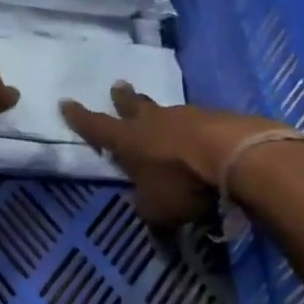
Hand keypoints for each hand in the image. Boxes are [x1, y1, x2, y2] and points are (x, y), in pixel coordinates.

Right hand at [60, 84, 290, 228]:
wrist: (237, 155)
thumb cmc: (183, 182)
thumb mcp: (158, 210)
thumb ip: (149, 211)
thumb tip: (149, 216)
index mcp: (128, 141)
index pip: (96, 127)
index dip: (79, 117)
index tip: (66, 102)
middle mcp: (152, 122)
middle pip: (133, 106)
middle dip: (122, 98)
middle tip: (118, 86)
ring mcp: (186, 116)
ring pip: (166, 112)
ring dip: (160, 114)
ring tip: (160, 115)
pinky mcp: (218, 118)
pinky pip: (197, 121)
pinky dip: (194, 128)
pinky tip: (200, 134)